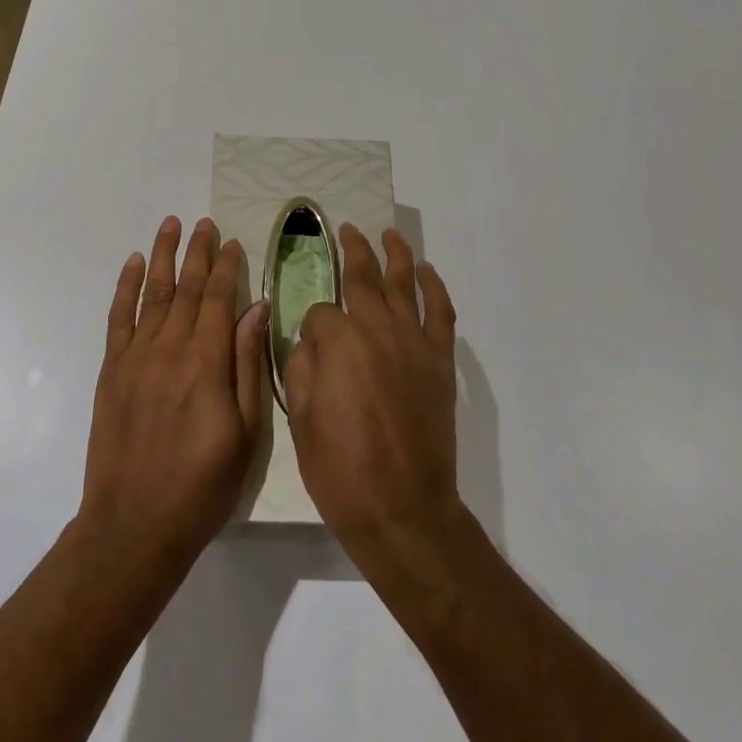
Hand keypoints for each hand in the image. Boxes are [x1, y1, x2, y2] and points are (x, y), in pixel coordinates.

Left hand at [78, 217, 269, 565]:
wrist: (134, 525)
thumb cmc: (203, 485)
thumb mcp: (245, 432)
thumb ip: (248, 364)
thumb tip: (257, 309)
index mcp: (206, 363)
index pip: (218, 299)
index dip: (227, 267)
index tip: (233, 241)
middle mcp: (169, 349)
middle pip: (186, 288)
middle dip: (197, 252)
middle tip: (204, 223)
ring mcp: (135, 357)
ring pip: (152, 293)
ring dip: (162, 256)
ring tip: (169, 225)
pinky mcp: (112, 370)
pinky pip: (118, 318)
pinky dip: (125, 287)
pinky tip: (132, 264)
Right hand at [284, 226, 461, 564]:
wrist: (403, 510)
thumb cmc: (341, 471)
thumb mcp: (300, 420)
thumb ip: (302, 368)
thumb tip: (311, 340)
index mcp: (339, 343)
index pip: (320, 312)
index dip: (311, 325)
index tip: (310, 345)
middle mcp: (377, 329)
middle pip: (363, 278)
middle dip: (352, 251)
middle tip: (347, 231)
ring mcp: (414, 343)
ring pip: (404, 284)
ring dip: (395, 255)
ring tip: (388, 234)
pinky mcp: (440, 361)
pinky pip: (441, 313)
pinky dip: (435, 287)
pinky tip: (427, 271)